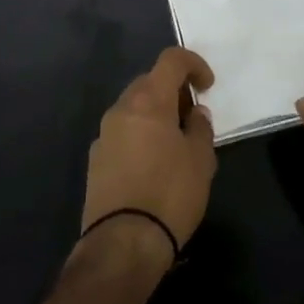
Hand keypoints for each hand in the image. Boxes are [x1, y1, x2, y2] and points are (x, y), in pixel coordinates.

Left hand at [79, 47, 217, 263]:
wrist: (123, 243)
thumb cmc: (170, 194)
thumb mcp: (201, 159)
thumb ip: (200, 127)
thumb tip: (194, 113)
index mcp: (149, 100)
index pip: (170, 60)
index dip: (193, 64)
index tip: (207, 86)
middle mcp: (121, 109)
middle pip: (149, 82)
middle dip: (173, 91)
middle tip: (192, 117)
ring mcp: (104, 134)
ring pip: (133, 108)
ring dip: (155, 114)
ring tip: (175, 143)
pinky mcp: (95, 160)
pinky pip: (122, 133)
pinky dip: (140, 135)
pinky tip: (153, 165)